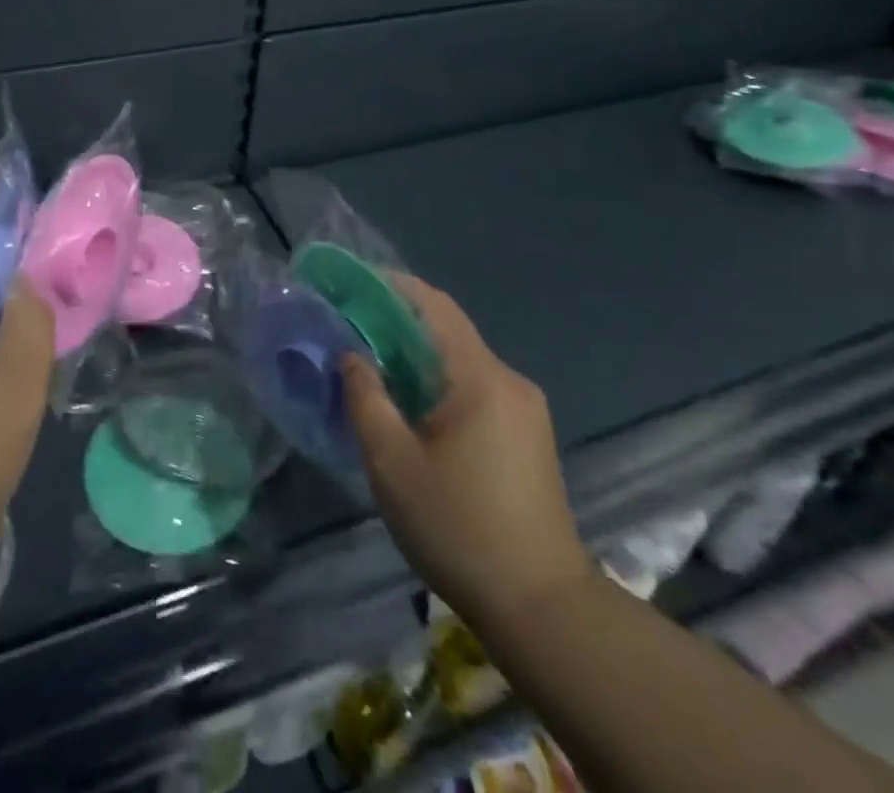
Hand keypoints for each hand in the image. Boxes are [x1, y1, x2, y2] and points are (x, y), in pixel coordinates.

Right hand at [342, 274, 593, 635]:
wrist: (544, 609)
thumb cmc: (459, 528)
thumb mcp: (392, 463)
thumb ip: (366, 398)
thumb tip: (352, 355)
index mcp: (481, 378)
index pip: (434, 305)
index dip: (391, 286)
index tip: (350, 284)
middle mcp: (509, 382)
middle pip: (447, 331)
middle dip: (396, 323)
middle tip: (349, 330)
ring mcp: (524, 410)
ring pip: (459, 362)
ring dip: (415, 357)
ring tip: (370, 369)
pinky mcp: (527, 436)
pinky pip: (473, 389)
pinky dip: (436, 384)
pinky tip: (410, 408)